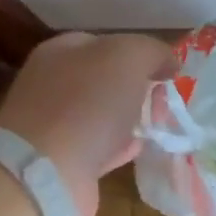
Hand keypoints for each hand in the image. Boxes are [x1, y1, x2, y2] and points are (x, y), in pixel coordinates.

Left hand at [0, 31, 174, 215]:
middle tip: (164, 103)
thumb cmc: (86, 104)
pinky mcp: (63, 161)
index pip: (106, 43)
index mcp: (62, 52)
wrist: (46, 172)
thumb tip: (169, 62)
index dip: (140, 54)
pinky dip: (119, 147)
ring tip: (157, 125)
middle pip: (106, 80)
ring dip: (130, 118)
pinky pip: (99, 148)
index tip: (168, 73)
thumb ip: (152, 51)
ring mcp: (55, 125)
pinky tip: (136, 149)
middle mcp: (54, 84)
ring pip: (104, 114)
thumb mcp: (127, 58)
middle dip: (139, 89)